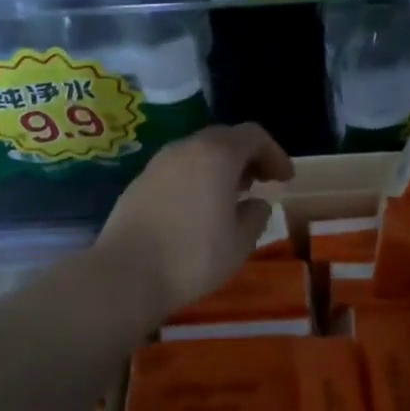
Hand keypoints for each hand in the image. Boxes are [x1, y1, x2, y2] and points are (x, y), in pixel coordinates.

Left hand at [93, 124, 294, 322]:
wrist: (124, 275)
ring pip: (198, 152)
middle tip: (262, 182)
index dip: (275, 153)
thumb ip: (255, 216)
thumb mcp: (239, 243)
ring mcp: (158, 163)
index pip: (253, 136)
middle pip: (224, 138)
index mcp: (216, 155)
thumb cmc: (192, 257)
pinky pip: (178, 168)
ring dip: (221, 166)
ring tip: (232, 196)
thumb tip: (256, 203)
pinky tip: (199, 208)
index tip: (285, 179)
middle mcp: (186, 148)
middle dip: (248, 156)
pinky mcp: (139, 182)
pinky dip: (197, 177)